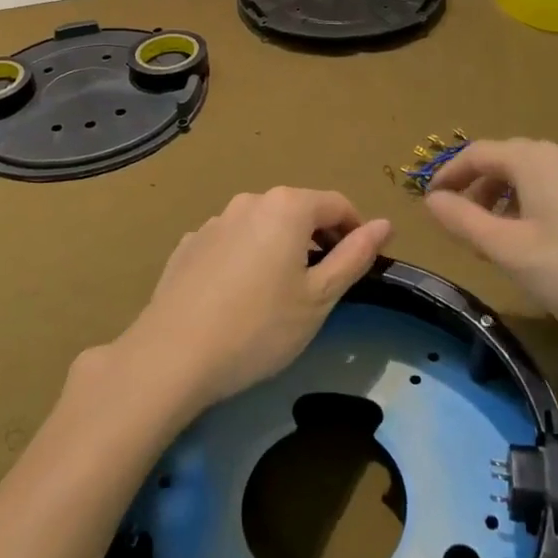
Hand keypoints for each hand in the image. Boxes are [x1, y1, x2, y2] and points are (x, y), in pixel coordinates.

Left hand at [118, 188, 390, 414]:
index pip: (337, 204)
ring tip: (278, 296)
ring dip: (280, 248)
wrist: (172, 356)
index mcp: (288, 207)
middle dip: (317, 240)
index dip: (355, 231)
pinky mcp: (189, 244)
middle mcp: (250, 201)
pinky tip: (237, 298)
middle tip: (321, 286)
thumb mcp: (319, 298)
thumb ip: (355, 256)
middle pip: (298, 211)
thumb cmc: (259, 328)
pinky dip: (245, 259)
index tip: (360, 264)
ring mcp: (215, 221)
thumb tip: (385, 224)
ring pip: (262, 226)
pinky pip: (231, 242)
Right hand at [425, 139, 557, 363]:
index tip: (430, 204)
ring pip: (528, 177)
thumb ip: (465, 222)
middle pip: (502, 161)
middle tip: (462, 230)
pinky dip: (528, 207)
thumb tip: (431, 201)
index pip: (475, 153)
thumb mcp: (511, 250)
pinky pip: (551, 189)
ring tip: (494, 242)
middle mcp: (557, 155)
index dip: (448, 175)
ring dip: (501, 201)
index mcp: (532, 159)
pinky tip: (535, 243)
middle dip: (475, 190)